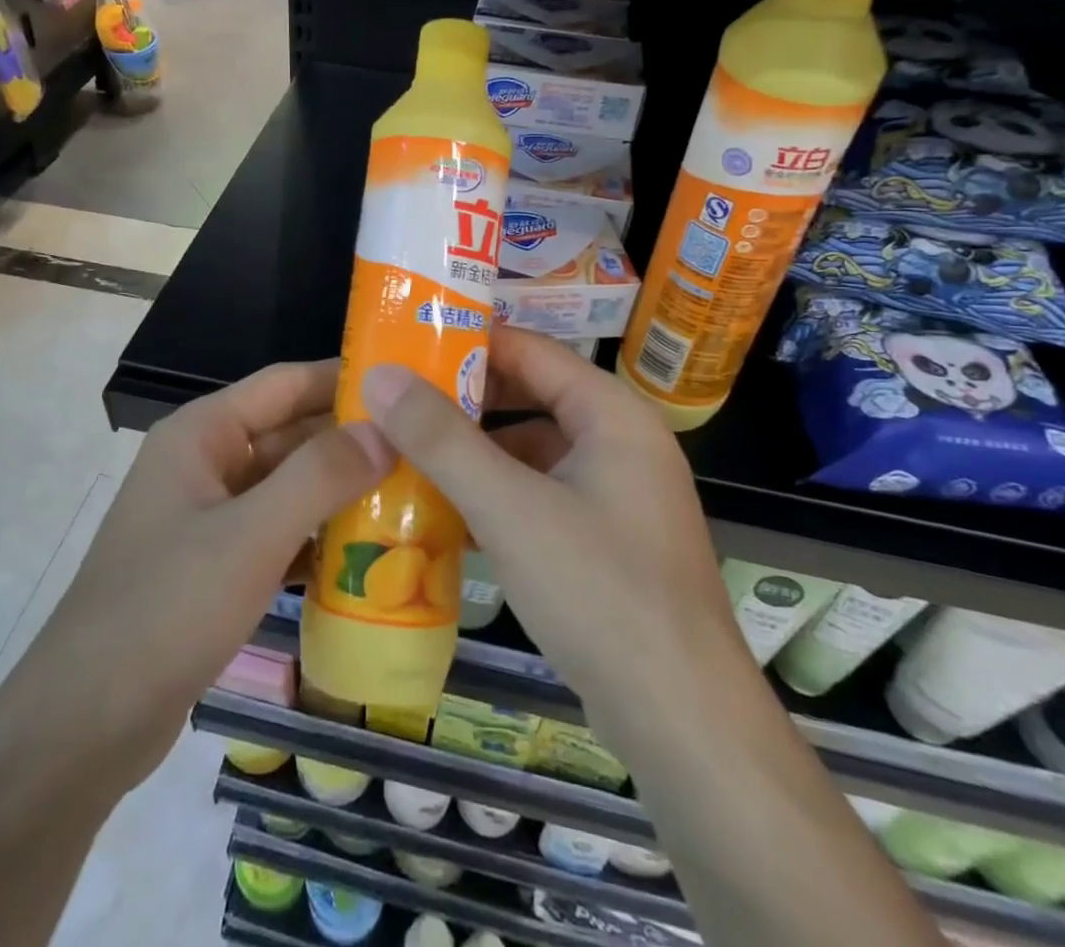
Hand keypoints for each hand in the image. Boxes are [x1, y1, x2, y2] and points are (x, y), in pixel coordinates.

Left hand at [26, 360, 386, 799]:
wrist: (83, 727)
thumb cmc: (166, 609)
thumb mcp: (251, 536)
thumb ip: (320, 475)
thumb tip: (387, 428)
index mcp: (204, 433)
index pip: (286, 383)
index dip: (346, 378)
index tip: (411, 383)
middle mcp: (207, 462)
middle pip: (292, 434)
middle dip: (355, 441)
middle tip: (428, 448)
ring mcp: (211, 516)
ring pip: (290, 486)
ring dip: (343, 491)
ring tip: (417, 496)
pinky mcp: (218, 565)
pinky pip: (281, 533)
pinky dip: (320, 538)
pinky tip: (372, 555)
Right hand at [360, 328, 745, 753]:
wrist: (682, 722)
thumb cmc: (599, 593)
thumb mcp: (509, 508)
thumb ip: (442, 440)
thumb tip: (382, 377)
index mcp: (613, 414)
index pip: (532, 350)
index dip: (470, 341)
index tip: (408, 343)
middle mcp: (622, 442)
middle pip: (532, 396)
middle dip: (466, 399)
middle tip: (398, 398)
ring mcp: (618, 494)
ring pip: (534, 449)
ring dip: (477, 451)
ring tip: (410, 449)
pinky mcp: (607, 539)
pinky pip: (542, 493)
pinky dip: (498, 493)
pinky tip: (448, 510)